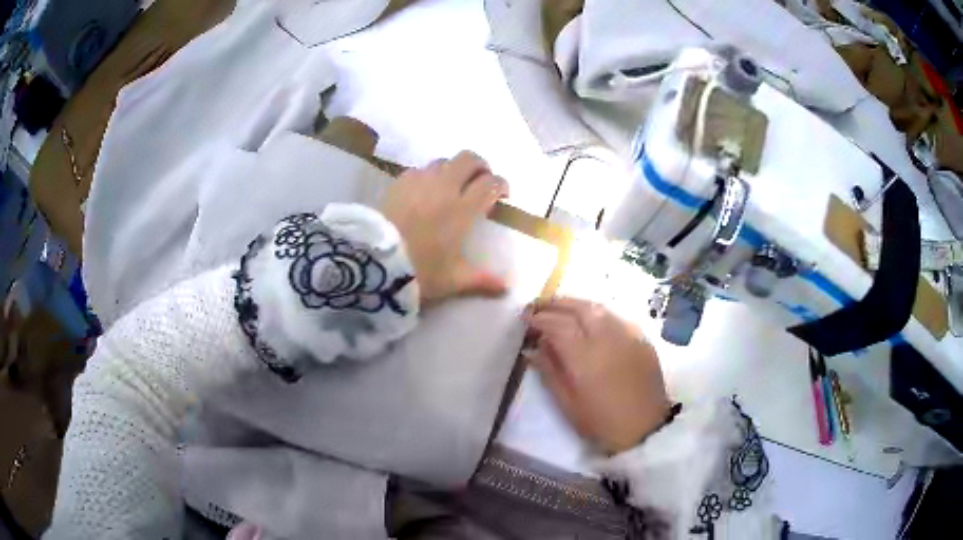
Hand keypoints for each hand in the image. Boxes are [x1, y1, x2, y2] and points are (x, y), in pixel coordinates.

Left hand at [380, 151, 509, 304]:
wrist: (374, 262)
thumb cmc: (419, 270)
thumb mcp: (453, 280)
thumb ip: (482, 279)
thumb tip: (506, 288)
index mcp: (462, 209)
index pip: (490, 184)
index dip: (501, 185)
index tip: (502, 197)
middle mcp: (444, 188)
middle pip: (469, 159)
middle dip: (480, 166)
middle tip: (480, 182)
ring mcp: (420, 181)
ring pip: (443, 161)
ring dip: (453, 169)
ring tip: (451, 186)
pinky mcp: (399, 183)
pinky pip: (419, 170)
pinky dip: (428, 175)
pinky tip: (423, 192)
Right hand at [524, 298, 670, 453]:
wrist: (645, 429)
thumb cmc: (601, 422)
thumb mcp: (567, 403)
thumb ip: (549, 371)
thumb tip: (533, 348)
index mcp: (584, 356)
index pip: (557, 324)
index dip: (539, 318)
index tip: (525, 318)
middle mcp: (607, 337)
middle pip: (578, 307)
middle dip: (555, 302)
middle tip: (538, 305)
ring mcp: (627, 334)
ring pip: (599, 308)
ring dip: (576, 304)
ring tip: (561, 308)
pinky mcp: (642, 338)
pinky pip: (616, 317)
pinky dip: (597, 313)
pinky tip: (590, 321)